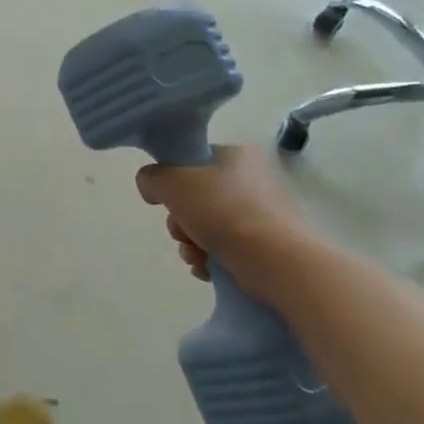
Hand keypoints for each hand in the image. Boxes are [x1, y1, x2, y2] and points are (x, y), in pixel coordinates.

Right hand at [136, 145, 306, 283]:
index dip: (171, 182)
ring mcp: (261, 213)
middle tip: (182, 233)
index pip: (191, 162)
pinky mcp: (266, 243)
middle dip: (180, 221)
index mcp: (235, 155)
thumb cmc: (221, 211)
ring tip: (195, 256)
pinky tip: (208, 268)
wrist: (272, 259)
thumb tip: (152, 187)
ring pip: (207, 225)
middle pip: (196, 198)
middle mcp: (251, 179)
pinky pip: (225, 247)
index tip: (166, 202)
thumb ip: (151, 178)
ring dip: (191, 243)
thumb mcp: (171, 183)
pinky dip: (210, 258)